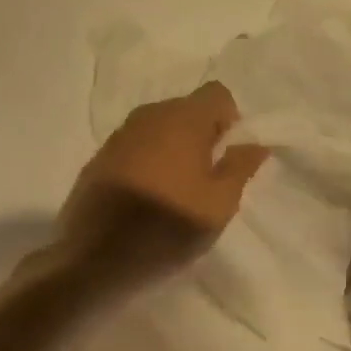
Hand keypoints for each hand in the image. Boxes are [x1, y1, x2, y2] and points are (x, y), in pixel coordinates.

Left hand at [48, 83, 267, 300]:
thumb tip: (256, 143)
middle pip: (187, 108)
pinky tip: (147, 194)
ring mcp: (121, 134)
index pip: (217, 93)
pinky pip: (135, 145)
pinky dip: (147, 159)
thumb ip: (240, 167)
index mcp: (184, 118)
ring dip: (173, 146)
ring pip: (159, 126)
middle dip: (201, 133)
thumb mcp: (219, 204)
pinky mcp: (100, 156)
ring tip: (176, 186)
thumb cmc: (168, 226)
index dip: (229, 118)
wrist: (94, 258)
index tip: (227, 152)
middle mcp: (150, 115)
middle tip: (206, 175)